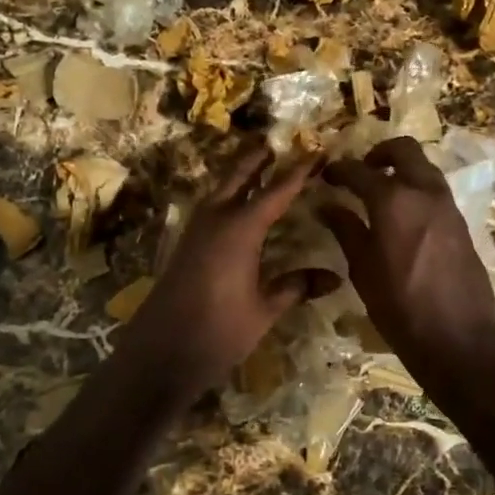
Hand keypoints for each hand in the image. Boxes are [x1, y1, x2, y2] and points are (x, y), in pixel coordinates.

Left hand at [115, 145, 337, 396]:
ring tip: (259, 166)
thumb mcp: (263, 310)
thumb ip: (295, 287)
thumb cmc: (218, 331)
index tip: (317, 152)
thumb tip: (334, 277)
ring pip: (220, 189)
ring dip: (239, 175)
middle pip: (238, 177)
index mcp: (240, 229)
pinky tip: (236, 207)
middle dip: (258, 159)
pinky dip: (227, 195)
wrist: (161, 351)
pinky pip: (211, 206)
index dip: (298, 172)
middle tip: (277, 142)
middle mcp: (216, 220)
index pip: (276, 191)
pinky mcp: (186, 244)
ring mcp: (196, 230)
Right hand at [319, 138, 494, 370]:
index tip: (325, 175)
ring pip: (424, 167)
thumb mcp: (362, 269)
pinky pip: (436, 190)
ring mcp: (448, 205)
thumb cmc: (399, 305)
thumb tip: (327, 206)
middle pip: (404, 150)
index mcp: (393, 200)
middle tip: (361, 171)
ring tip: (381, 192)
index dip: (338, 170)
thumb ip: (346, 229)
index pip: (359, 171)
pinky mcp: (461, 222)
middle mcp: (424, 192)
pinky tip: (403, 215)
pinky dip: (417, 188)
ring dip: (402, 169)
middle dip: (379, 153)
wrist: (457, 337)